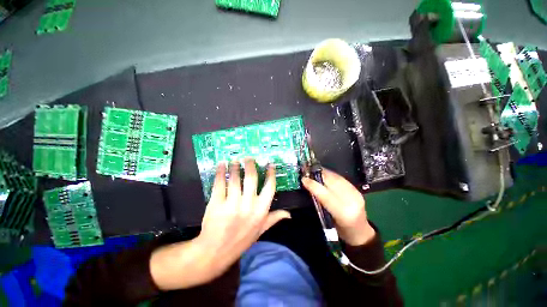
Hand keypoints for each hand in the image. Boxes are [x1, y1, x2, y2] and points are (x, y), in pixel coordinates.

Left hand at [150, 159, 289, 290]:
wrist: (215, 252)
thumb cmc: (241, 239)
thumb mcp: (261, 230)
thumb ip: (274, 218)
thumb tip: (289, 214)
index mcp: (261, 210)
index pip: (270, 187)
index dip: (271, 173)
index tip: (270, 164)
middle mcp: (249, 205)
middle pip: (252, 178)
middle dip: (250, 164)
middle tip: (248, 157)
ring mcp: (232, 204)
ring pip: (235, 178)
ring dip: (235, 166)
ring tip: (235, 160)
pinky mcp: (216, 203)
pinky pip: (220, 183)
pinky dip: (220, 172)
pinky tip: (221, 165)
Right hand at [302, 169, 374, 245]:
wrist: (360, 232)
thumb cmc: (340, 230)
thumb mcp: (327, 219)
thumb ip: (319, 202)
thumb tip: (309, 187)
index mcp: (342, 213)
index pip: (325, 195)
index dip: (313, 185)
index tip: (303, 179)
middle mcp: (351, 202)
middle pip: (332, 183)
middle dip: (318, 175)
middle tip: (307, 172)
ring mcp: (356, 194)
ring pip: (337, 178)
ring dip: (324, 173)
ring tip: (314, 171)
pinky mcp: (357, 190)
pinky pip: (342, 179)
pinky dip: (331, 175)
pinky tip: (324, 174)